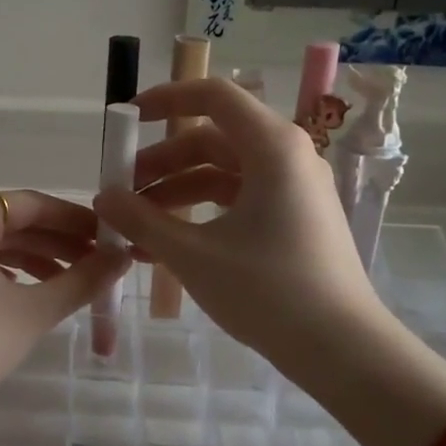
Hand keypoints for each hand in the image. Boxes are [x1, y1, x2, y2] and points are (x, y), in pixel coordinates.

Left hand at [0, 189, 127, 429]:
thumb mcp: (33, 311)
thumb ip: (82, 280)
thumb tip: (122, 257)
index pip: (30, 205)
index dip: (74, 221)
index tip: (108, 237)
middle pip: (9, 222)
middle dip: (55, 242)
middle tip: (98, 262)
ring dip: (32, 258)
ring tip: (72, 281)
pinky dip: (4, 272)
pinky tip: (29, 292)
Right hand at [94, 77, 382, 365]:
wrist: (342, 349)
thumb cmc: (268, 290)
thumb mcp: (193, 255)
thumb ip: (141, 220)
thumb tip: (103, 197)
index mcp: (272, 147)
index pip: (213, 96)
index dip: (164, 99)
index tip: (125, 120)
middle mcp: (287, 157)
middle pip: (211, 139)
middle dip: (160, 163)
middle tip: (120, 192)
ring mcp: (293, 189)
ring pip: (221, 173)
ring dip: (175, 193)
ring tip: (133, 227)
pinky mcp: (294, 219)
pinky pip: (237, 201)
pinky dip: (200, 214)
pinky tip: (163, 247)